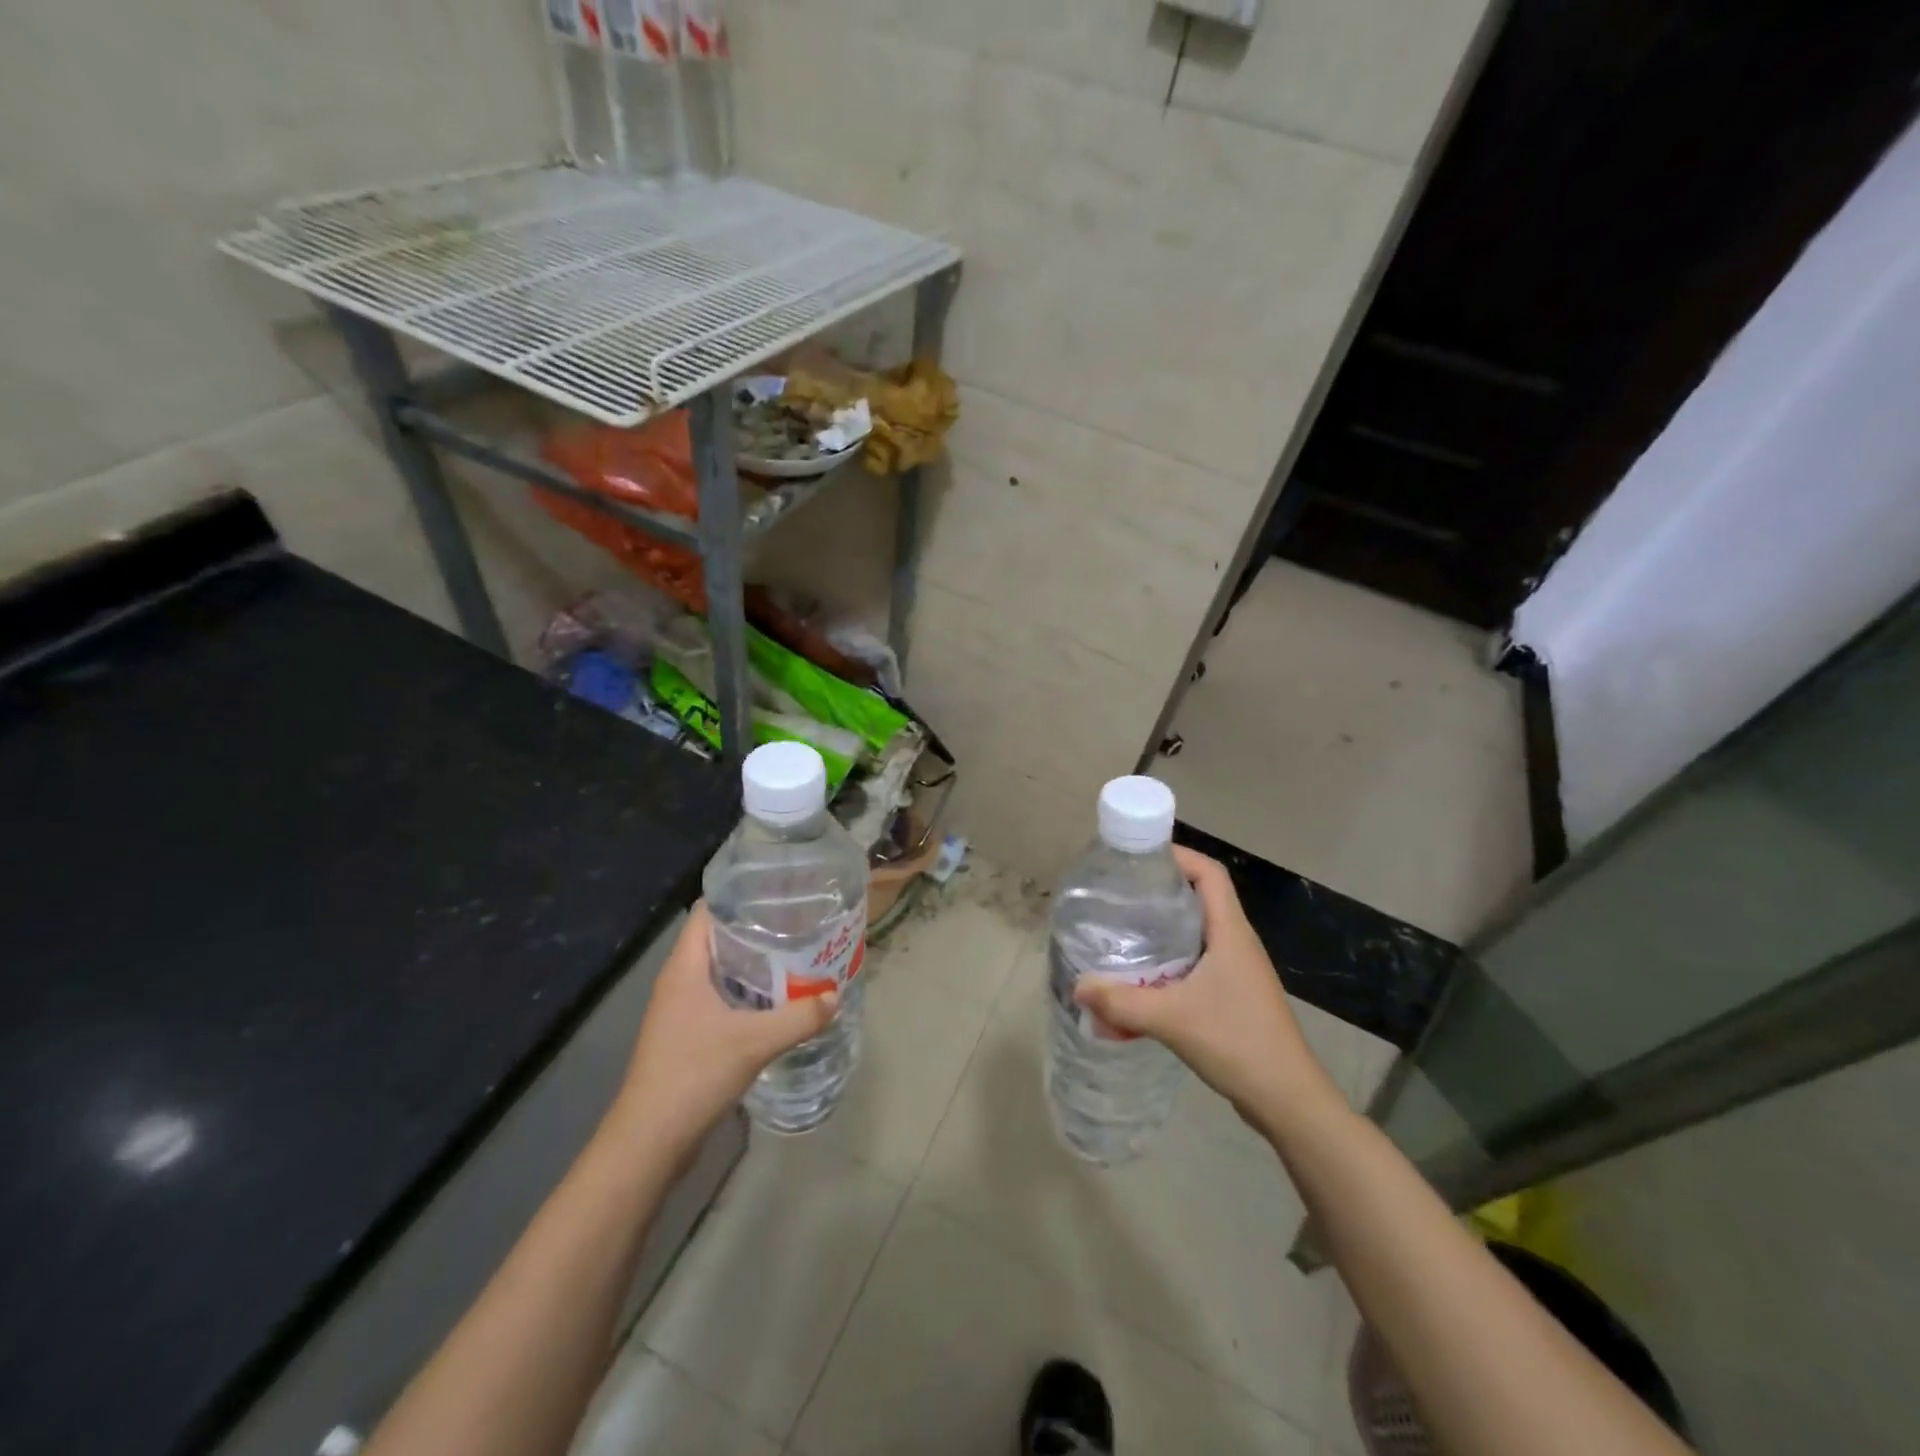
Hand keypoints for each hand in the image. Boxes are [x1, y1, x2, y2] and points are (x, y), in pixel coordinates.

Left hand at [612, 902, 837, 1163]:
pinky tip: (776, 1002)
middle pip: (718, 939)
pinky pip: (720, 999)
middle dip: (757, 930)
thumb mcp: (755, 1042)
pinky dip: (747, 993)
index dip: (740, 897)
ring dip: (754, 965)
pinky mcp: (686, 1035)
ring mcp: (680, 1010)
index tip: (778, 894)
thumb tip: (836, 995)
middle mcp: (679, 981)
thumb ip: (799, 1017)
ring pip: (721, 971)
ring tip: (796, 958)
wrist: (650, 1141)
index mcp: (685, 968)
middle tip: (799, 925)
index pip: (708, 911)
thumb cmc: (694, 1075)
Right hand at [1072, 847, 1340, 1132]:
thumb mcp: (1172, 1019)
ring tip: (1124, 930)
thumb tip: (1078, 985)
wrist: (1288, 1100)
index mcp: (1231, 932)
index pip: (1210, 874)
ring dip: (1164, 927)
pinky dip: (1170, 960)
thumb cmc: (1238, 1043)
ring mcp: (1238, 971)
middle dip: (1162, 890)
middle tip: (1121, 894)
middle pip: (1201, 898)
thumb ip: (1121, 1002)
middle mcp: (1237, 943)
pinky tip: (1144, 978)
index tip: (1141, 857)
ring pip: (1198, 932)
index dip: (1179, 855)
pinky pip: (1198, 962)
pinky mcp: (1234, 995)